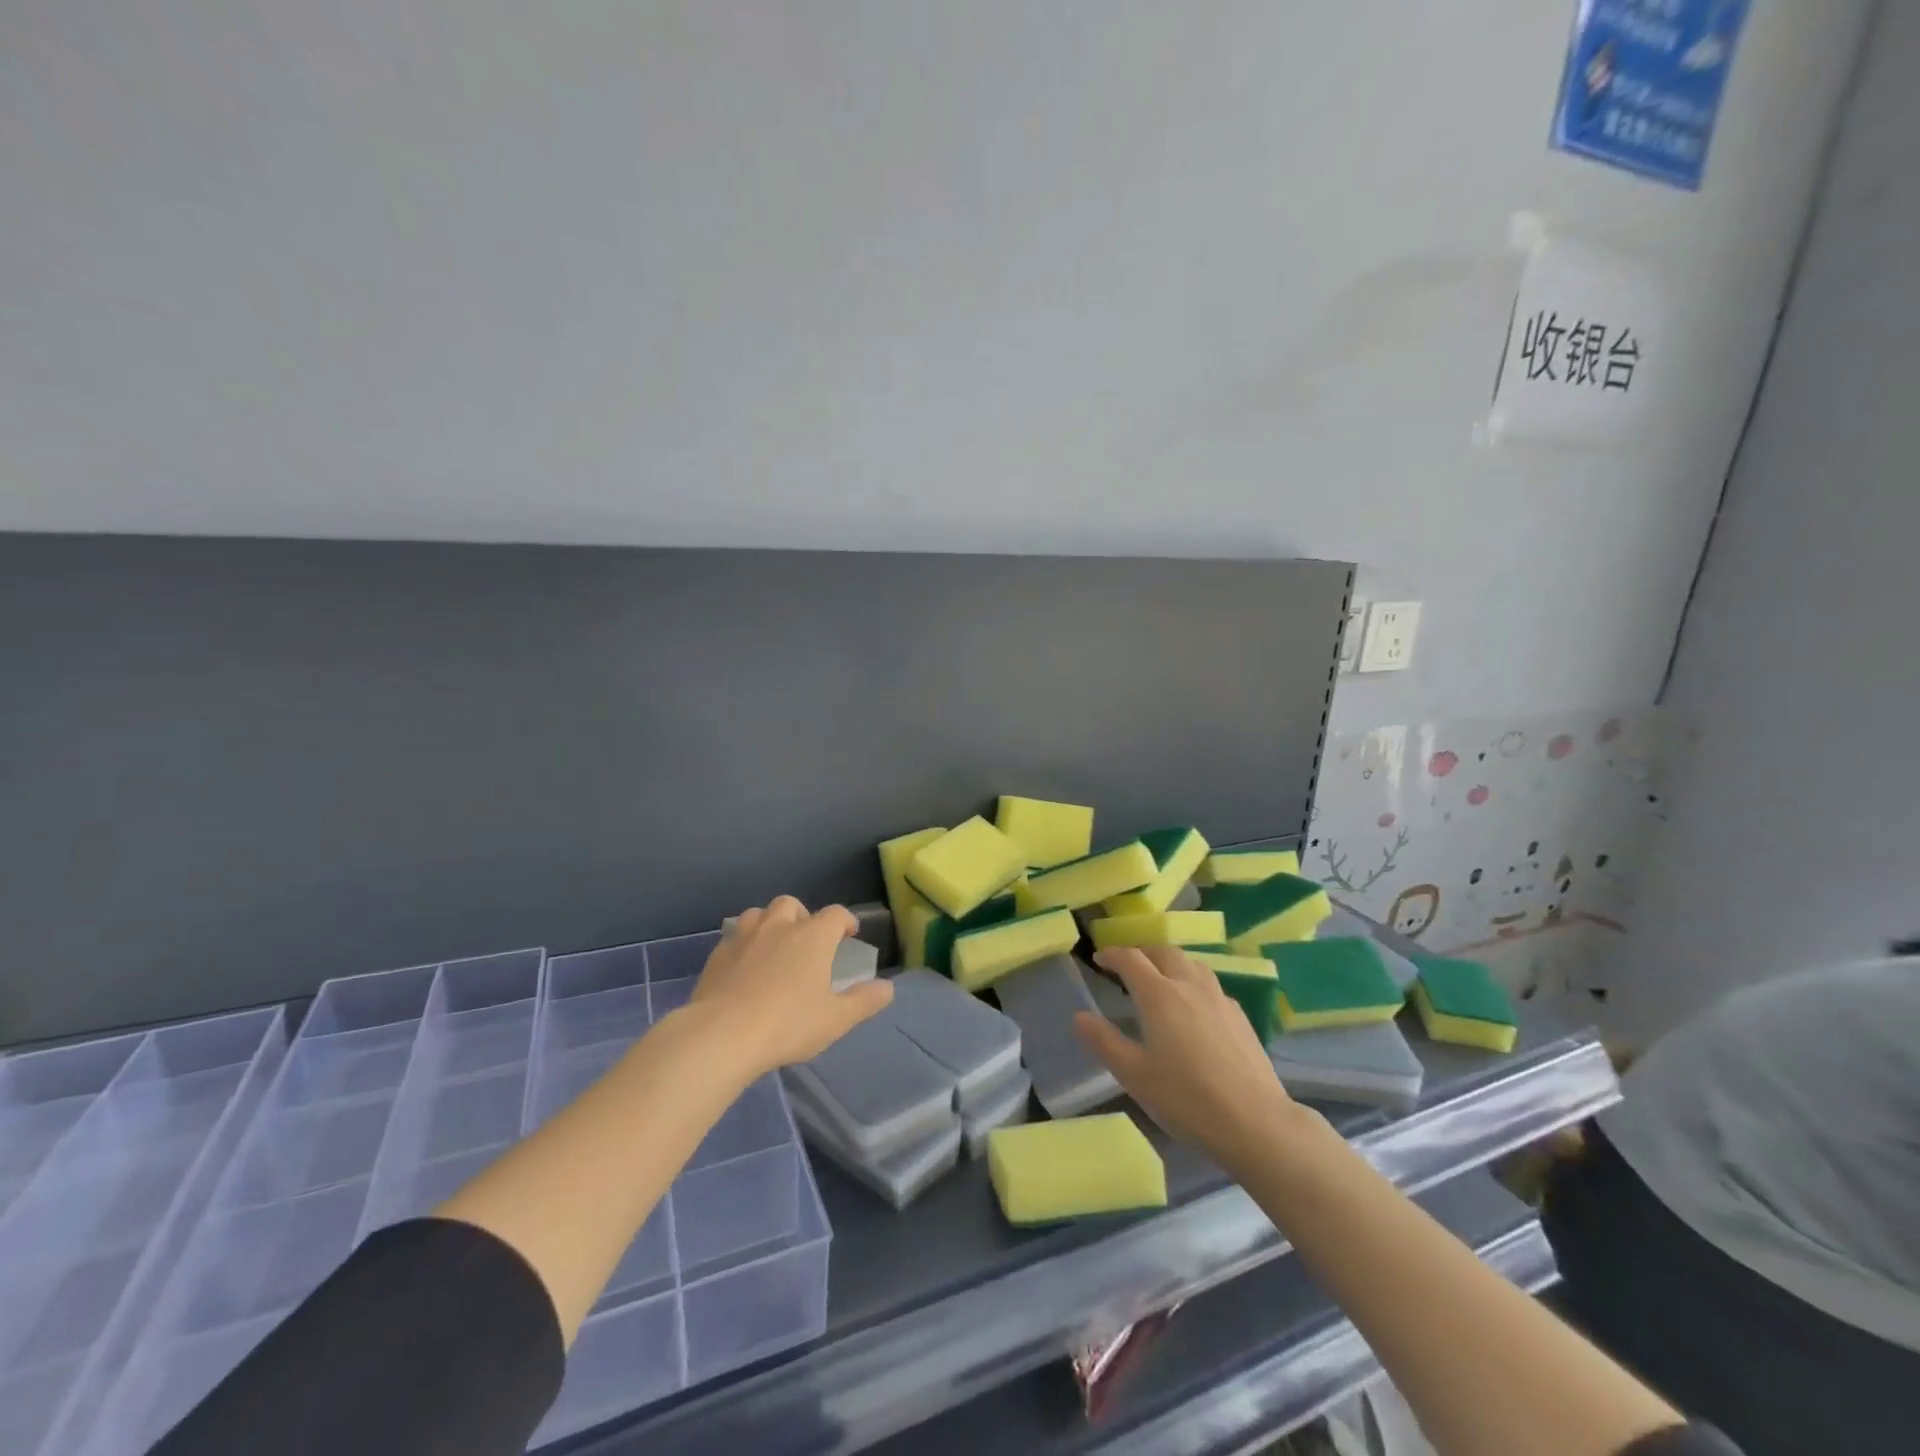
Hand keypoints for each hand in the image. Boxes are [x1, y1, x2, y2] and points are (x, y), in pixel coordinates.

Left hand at [689, 896, 892, 1076]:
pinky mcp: (718, 953)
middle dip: (803, 917)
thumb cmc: (787, 1024)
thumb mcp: (836, 1019)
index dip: (845, 921)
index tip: (849, 935)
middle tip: (806, 941)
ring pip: (759, 914)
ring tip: (774, 947)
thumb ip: (864, 1001)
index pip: (836, 914)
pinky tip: (745, 967)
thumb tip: (888, 988)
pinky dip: (745, 944)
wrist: (721, 1035)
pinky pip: (735, 937)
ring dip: (770, 923)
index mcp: (813, 936)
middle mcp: (779, 926)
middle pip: (792, 905)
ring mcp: (744, 936)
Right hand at [1074, 946, 1308, 1174]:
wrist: (1254, 1121)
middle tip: (1128, 965)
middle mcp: (1189, 985)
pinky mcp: (1240, 1016)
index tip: (1099, 958)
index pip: (1131, 958)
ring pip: (1191, 963)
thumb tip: (1079, 1016)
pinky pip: (1210, 984)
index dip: (1112, 954)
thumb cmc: (1186, 1097)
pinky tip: (1194, 1007)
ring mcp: (1219, 998)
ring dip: (1170, 962)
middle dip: (1142, 952)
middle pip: (1163, 952)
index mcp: (1159, 994)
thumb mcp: (1134, 1074)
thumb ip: (1104, 1041)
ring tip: (1161, 979)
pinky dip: (1193, 982)